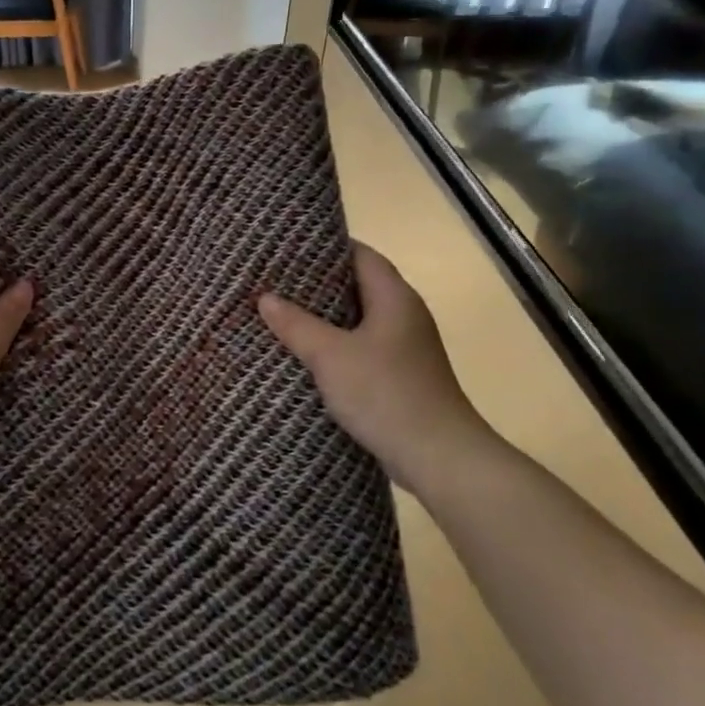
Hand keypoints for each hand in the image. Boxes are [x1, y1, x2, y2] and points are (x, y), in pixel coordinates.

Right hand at [258, 241, 488, 495]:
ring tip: (281, 313)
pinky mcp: (400, 376)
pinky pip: (362, 347)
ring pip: (358, 319)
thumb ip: (296, 324)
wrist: (439, 458)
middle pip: (359, 285)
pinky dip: (335, 345)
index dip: (326, 247)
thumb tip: (265, 298)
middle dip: (318, 283)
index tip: (287, 248)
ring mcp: (405, 347)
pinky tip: (306, 355)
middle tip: (274, 280)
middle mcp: (405, 315)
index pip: (361, 254)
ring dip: (325, 317)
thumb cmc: (386, 395)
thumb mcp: (330, 356)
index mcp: (395, 298)